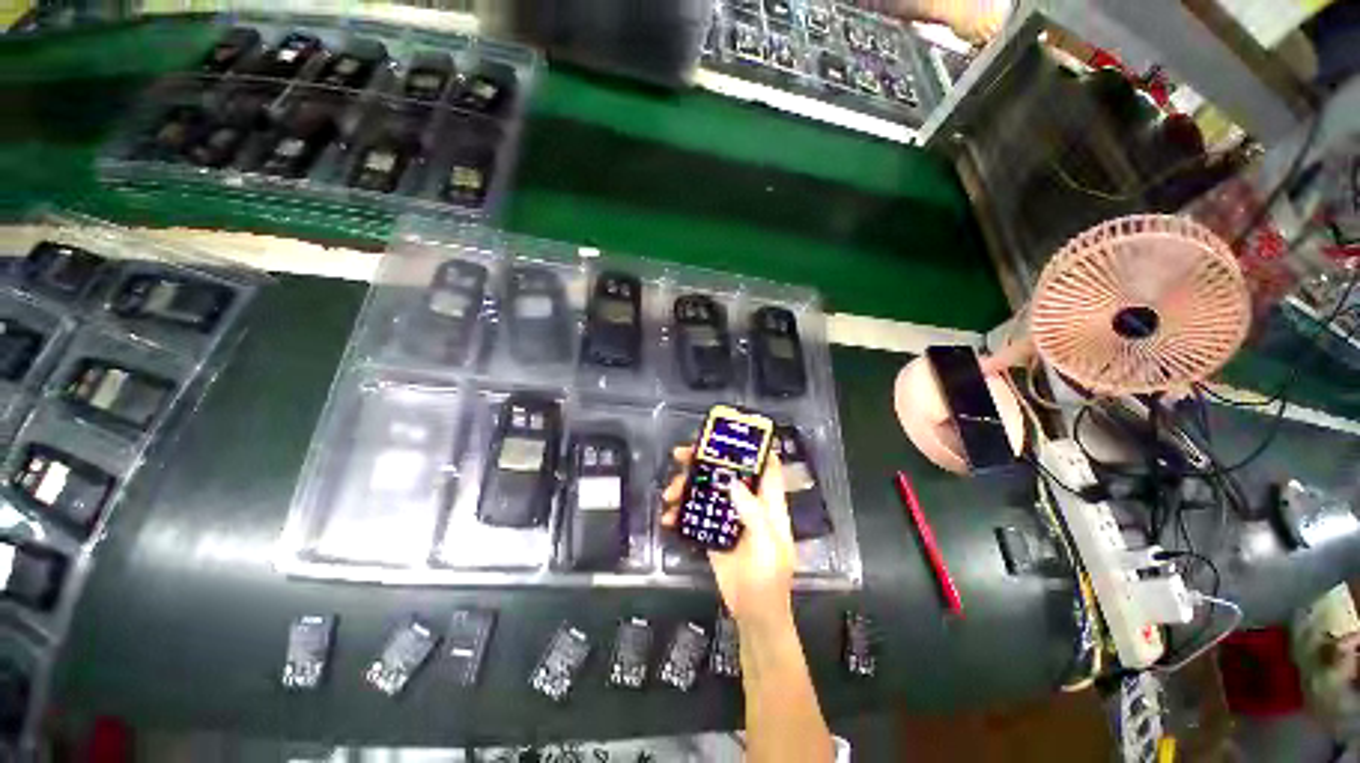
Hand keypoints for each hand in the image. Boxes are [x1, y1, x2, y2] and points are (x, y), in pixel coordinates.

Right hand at [662, 447, 795, 630]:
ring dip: (686, 486)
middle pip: (727, 472)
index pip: (764, 466)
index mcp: (767, 503)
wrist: (754, 614)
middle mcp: (747, 503)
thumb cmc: (769, 579)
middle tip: (681, 455)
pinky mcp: (713, 532)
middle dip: (704, 460)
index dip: (750, 447)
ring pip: (707, 489)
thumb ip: (753, 513)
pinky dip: (680, 514)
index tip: (727, 435)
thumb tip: (731, 481)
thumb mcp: (767, 545)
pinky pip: (695, 514)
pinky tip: (668, 519)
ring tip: (669, 494)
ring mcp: (728, 516)